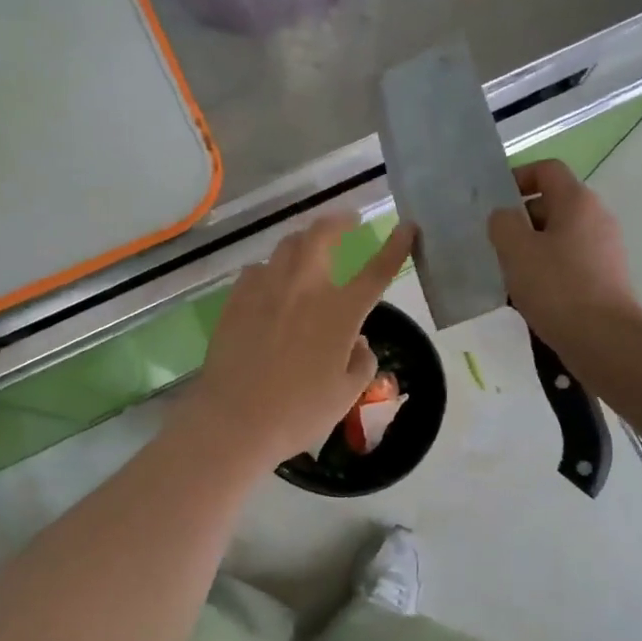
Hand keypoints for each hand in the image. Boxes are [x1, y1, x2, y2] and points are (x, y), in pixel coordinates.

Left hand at [187, 214, 414, 465]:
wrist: (234, 419)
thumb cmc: (298, 412)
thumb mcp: (346, 394)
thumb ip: (362, 362)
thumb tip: (358, 341)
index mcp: (340, 311)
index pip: (377, 270)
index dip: (396, 246)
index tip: (407, 227)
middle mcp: (305, 288)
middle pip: (321, 235)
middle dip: (338, 221)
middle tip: (347, 221)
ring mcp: (266, 288)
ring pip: (287, 246)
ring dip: (304, 242)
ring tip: (309, 251)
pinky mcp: (236, 298)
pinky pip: (257, 269)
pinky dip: (271, 270)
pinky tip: (271, 285)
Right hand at [487, 159, 639, 343]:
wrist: (603, 339)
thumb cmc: (556, 287)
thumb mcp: (516, 250)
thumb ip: (502, 223)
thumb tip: (504, 216)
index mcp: (578, 201)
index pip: (547, 170)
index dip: (518, 177)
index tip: (495, 202)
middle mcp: (597, 217)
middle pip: (553, 203)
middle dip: (521, 219)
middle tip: (495, 243)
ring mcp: (605, 248)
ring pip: (559, 235)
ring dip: (532, 247)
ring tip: (508, 271)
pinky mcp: (605, 276)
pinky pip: (570, 260)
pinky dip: (548, 268)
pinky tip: (530, 293)